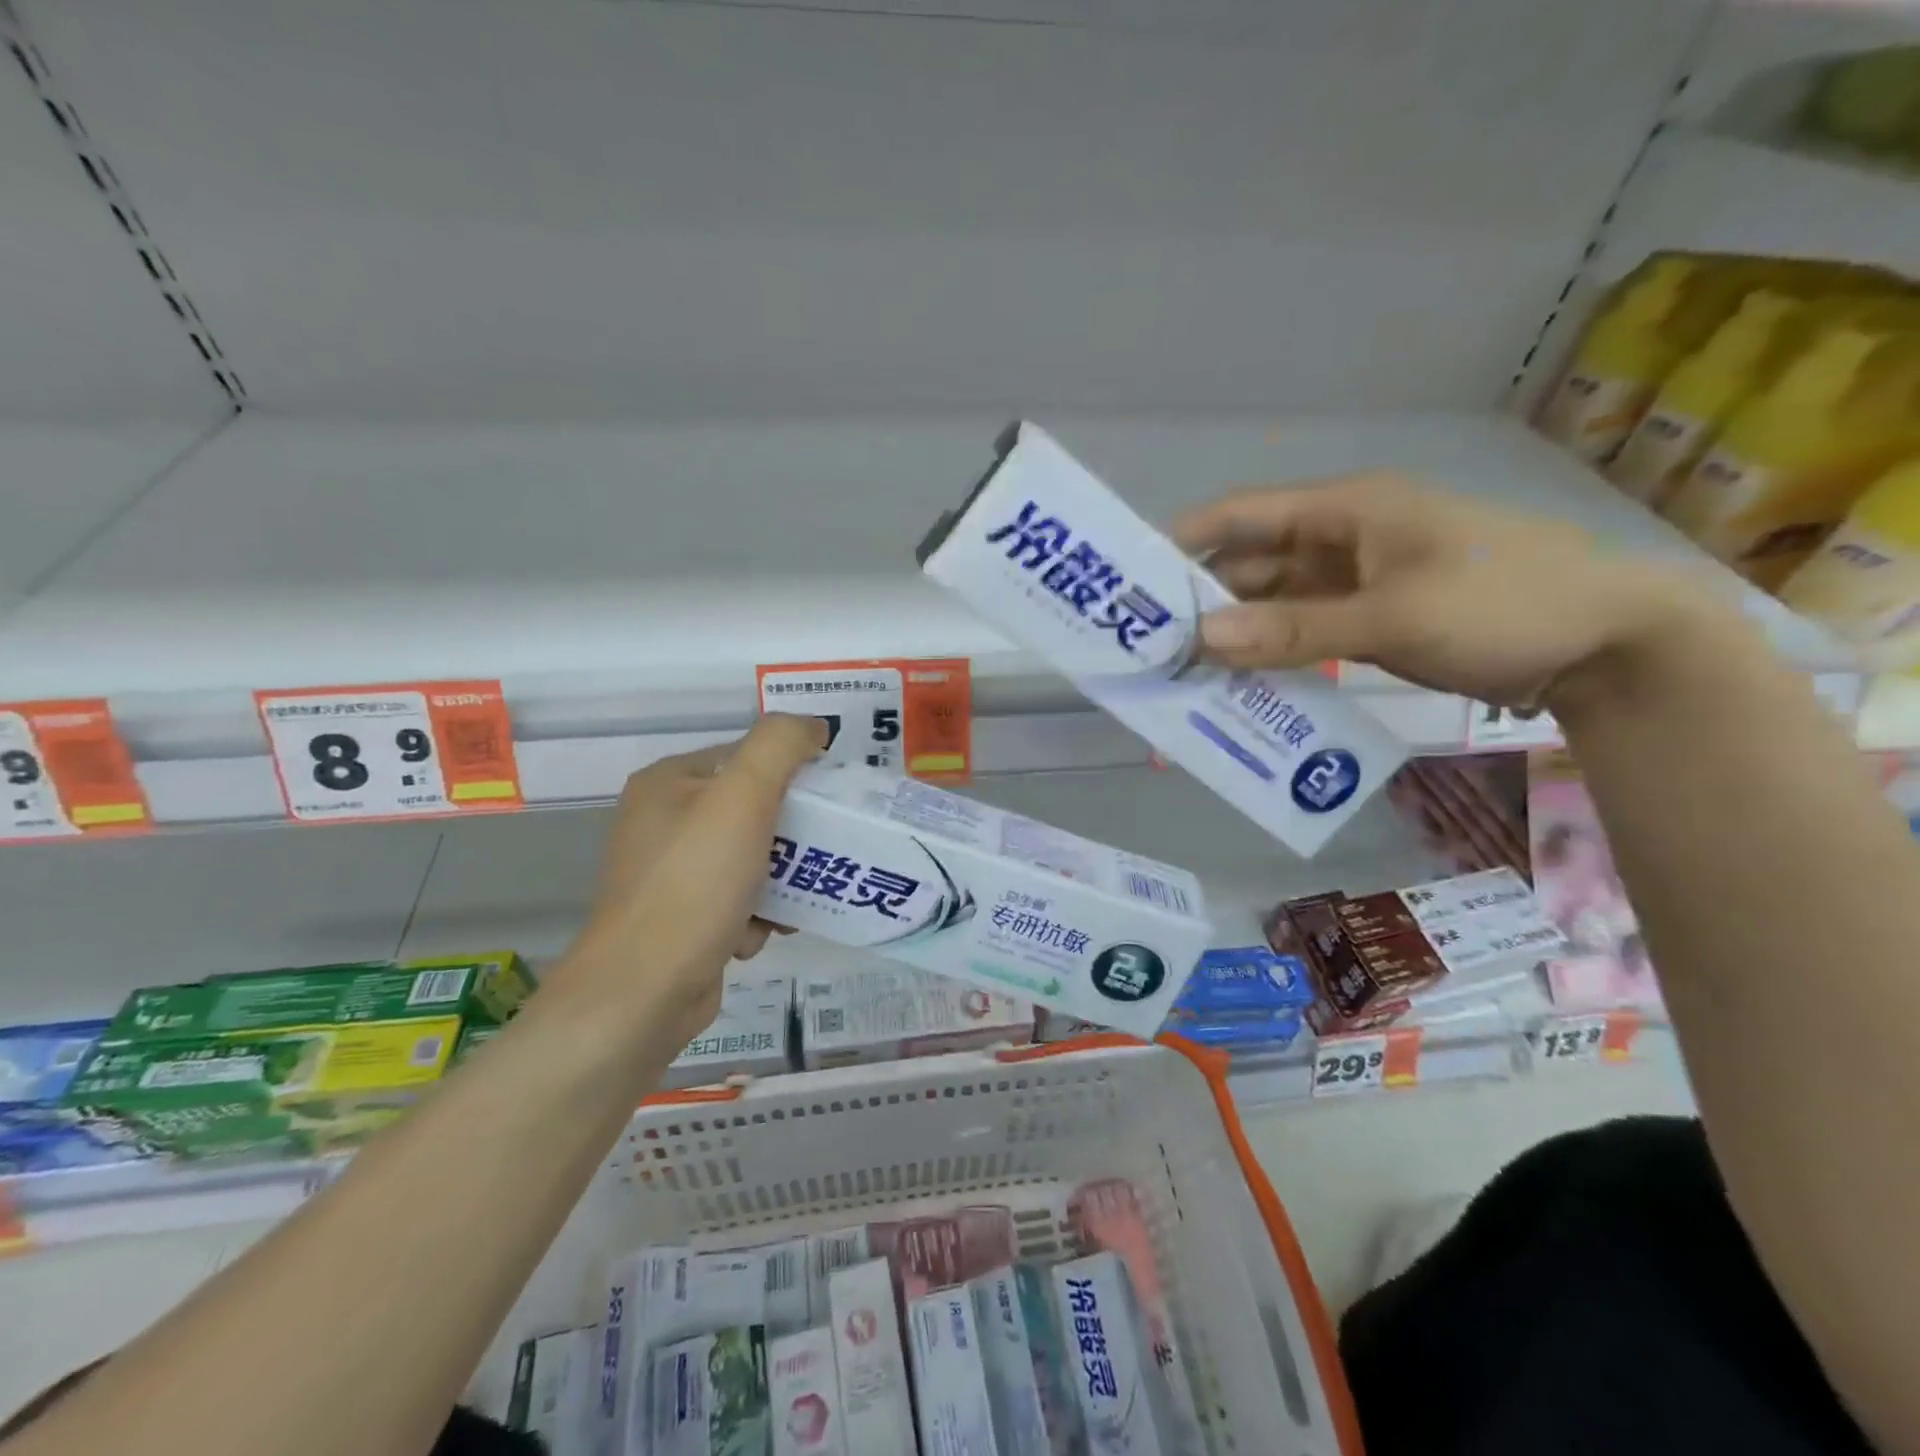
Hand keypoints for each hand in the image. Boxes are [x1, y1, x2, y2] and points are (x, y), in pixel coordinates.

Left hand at [558, 715, 823, 1048]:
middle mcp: (663, 822)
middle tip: (821, 853)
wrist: (643, 992)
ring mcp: (670, 874)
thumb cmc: (695, 884)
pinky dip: (757, 914)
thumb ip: (780, 745)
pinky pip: (737, 900)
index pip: (747, 757)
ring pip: (751, 858)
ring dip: (780, 880)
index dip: (792, 773)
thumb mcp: (743, 797)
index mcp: (669, 782)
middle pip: (752, 810)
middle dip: (791, 836)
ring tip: (793, 900)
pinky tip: (759, 932)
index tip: (828, 803)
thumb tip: (812, 726)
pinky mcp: (681, 919)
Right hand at [1171, 472, 1731, 710]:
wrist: (1608, 642)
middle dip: (1202, 600)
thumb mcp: (1394, 615)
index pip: (1242, 516)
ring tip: (1182, 672)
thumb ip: (1294, 630)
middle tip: (1150, 644)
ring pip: (1273, 604)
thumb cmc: (1503, 603)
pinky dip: (1271, 654)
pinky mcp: (1369, 620)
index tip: (1132, 581)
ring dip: (1235, 633)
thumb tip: (1201, 637)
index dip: (1184, 542)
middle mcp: (1341, 539)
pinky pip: (1302, 633)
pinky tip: (1239, 684)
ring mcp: (1355, 582)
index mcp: (1345, 510)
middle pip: (1251, 565)